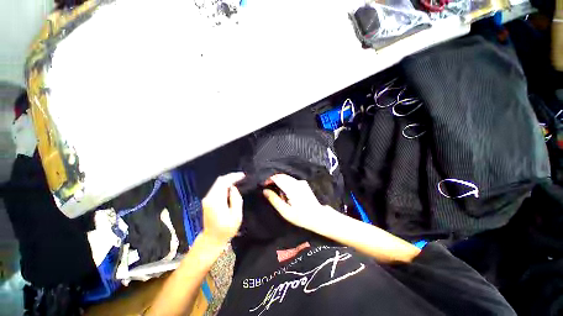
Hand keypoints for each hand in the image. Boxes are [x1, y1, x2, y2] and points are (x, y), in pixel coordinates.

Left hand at [201, 172, 244, 245]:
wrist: (211, 239)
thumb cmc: (226, 230)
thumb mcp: (236, 216)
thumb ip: (236, 200)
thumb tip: (234, 188)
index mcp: (216, 201)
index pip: (223, 182)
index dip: (233, 177)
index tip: (243, 175)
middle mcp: (209, 197)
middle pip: (219, 181)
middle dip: (231, 176)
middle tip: (242, 176)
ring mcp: (207, 199)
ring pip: (217, 183)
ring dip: (228, 180)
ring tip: (239, 180)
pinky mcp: (207, 201)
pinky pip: (216, 188)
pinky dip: (224, 185)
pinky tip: (231, 186)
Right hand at [263, 174, 336, 230]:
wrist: (318, 216)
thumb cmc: (301, 216)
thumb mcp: (285, 211)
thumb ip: (274, 200)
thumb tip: (265, 191)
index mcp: (291, 188)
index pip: (277, 178)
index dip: (269, 180)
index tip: (264, 185)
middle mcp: (296, 182)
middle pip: (281, 176)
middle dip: (274, 180)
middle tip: (270, 190)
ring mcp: (301, 182)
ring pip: (286, 177)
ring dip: (280, 182)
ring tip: (278, 193)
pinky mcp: (303, 183)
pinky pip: (291, 179)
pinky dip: (285, 183)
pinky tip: (286, 192)